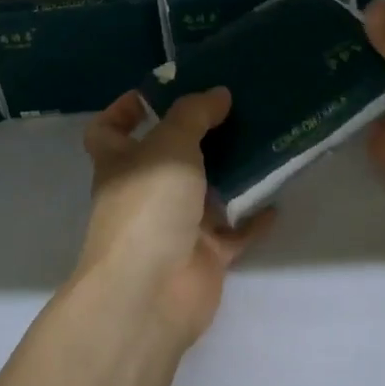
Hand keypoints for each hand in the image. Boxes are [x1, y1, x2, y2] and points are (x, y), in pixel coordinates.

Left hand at [77, 88, 273, 347]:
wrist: (152, 292)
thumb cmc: (148, 206)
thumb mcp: (169, 145)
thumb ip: (194, 114)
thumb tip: (218, 94)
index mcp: (121, 163)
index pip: (108, 130)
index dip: (125, 110)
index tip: (159, 93)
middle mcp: (145, 193)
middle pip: (168, 158)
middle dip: (197, 135)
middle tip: (234, 109)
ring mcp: (175, 226)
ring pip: (205, 192)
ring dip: (231, 172)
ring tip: (262, 142)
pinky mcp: (204, 256)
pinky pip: (234, 231)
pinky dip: (253, 218)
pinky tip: (276, 199)